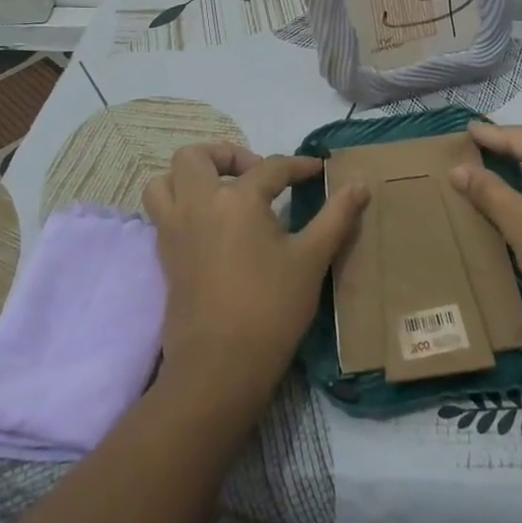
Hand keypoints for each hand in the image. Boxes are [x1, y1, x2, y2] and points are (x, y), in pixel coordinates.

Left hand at [141, 143, 366, 403]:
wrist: (219, 367)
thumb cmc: (271, 308)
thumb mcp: (312, 259)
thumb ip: (336, 216)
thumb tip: (360, 185)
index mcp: (237, 200)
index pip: (271, 167)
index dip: (299, 166)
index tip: (318, 171)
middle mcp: (198, 204)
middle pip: (195, 157)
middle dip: (227, 155)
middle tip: (255, 174)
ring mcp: (174, 230)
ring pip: (164, 181)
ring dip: (191, 176)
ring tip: (223, 192)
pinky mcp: (165, 256)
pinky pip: (161, 212)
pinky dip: (180, 203)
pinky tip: (212, 225)